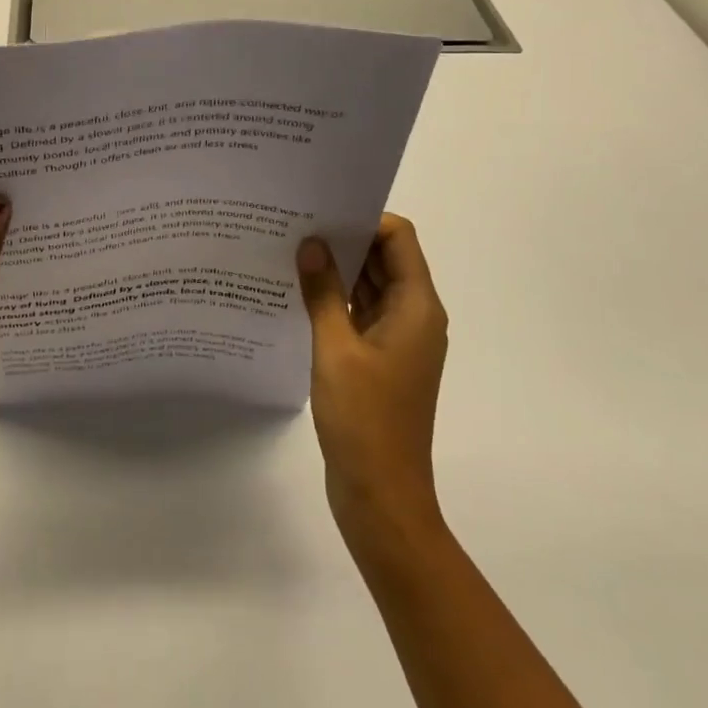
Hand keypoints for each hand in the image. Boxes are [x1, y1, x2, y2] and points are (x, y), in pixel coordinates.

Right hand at [297, 215, 448, 546]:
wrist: (381, 496)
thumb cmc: (365, 420)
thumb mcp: (336, 349)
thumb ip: (323, 292)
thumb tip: (312, 243)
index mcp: (417, 308)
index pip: (398, 239)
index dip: (365, 219)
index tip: (321, 211)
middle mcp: (414, 317)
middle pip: (385, 259)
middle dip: (345, 239)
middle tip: (296, 224)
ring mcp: (398, 341)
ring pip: (370, 287)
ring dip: (338, 270)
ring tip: (291, 251)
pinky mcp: (380, 361)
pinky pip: (360, 314)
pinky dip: (336, 300)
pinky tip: (298, 294)